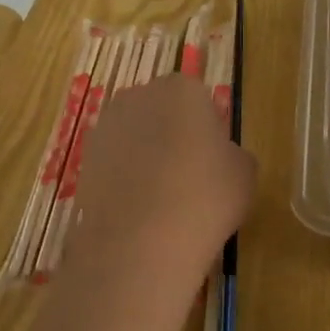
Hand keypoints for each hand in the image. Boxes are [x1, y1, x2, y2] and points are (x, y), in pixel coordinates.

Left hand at [66, 76, 255, 289]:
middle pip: (161, 111)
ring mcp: (105, 127)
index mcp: (181, 89)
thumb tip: (220, 156)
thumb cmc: (204, 197)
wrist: (139, 241)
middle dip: (172, 135)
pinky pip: (115, 162)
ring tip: (162, 198)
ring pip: (134, 136)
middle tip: (189, 176)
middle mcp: (137, 96)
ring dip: (145, 156)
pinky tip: (138, 209)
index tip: (213, 159)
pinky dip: (125, 178)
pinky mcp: (85, 158)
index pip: (198, 98)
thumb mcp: (244, 173)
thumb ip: (232, 153)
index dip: (207, 129)